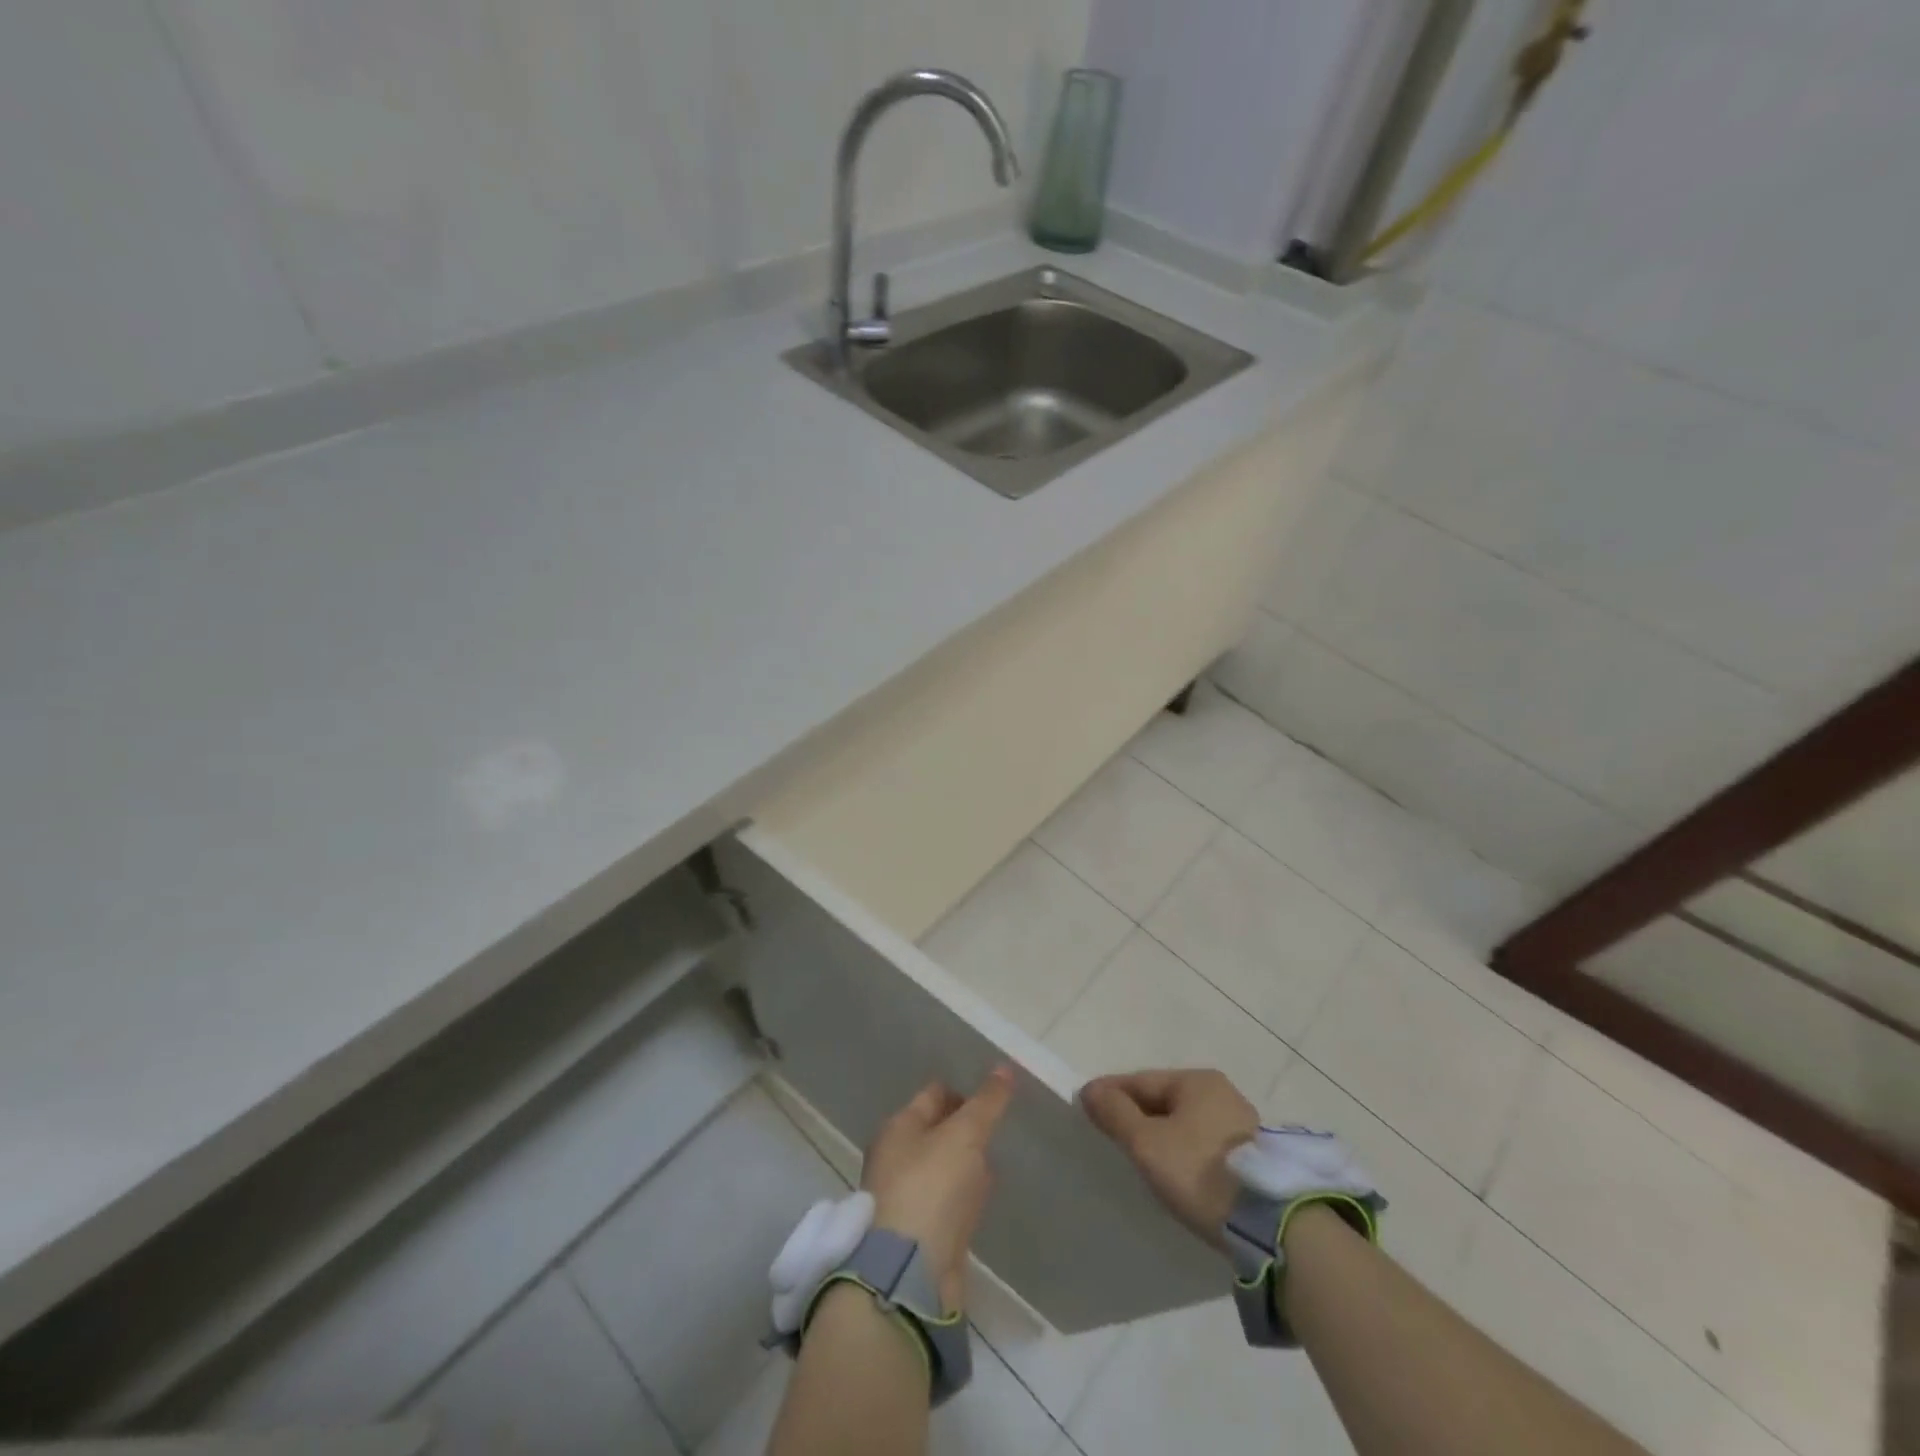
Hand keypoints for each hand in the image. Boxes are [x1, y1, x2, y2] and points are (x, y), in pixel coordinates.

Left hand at [862, 1065, 1015, 1308]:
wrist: (909, 1275)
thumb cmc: (931, 1188)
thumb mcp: (965, 1135)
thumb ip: (987, 1102)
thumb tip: (1006, 1067)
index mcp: (897, 1129)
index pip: (933, 1094)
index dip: (963, 1091)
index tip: (994, 1095)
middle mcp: (895, 1159)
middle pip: (934, 1131)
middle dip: (963, 1127)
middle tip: (997, 1126)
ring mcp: (904, 1199)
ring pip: (941, 1168)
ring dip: (964, 1163)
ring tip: (994, 1159)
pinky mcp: (919, 1235)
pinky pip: (946, 1202)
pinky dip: (964, 1196)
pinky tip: (983, 1198)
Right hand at [1080, 1068, 1257, 1251]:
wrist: (1271, 1225)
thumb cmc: (1200, 1172)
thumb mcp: (1147, 1143)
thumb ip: (1116, 1114)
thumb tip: (1090, 1090)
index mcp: (1197, 1080)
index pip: (1141, 1080)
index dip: (1110, 1093)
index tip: (1086, 1109)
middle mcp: (1221, 1093)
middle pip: (1164, 1100)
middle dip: (1136, 1114)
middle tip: (1110, 1135)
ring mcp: (1241, 1124)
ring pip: (1184, 1123)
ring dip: (1160, 1134)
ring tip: (1139, 1157)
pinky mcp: (1252, 1156)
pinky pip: (1202, 1144)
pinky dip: (1183, 1151)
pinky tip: (1174, 1171)